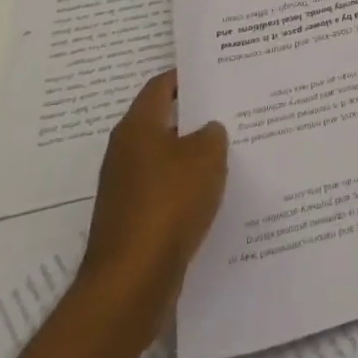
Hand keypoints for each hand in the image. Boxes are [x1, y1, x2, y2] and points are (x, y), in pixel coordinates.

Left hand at [77, 70, 228, 321]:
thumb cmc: (168, 204)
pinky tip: (215, 193)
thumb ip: (213, 134)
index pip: (161, 85)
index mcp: (137, 127)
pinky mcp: (132, 223)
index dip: (188, 76)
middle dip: (196, 116)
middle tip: (232, 109)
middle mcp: (125, 153)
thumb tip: (208, 131)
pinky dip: (187, 189)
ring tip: (232, 150)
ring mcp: (126, 190)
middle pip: (164, 122)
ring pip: (166, 160)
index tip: (218, 72)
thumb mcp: (207, 155)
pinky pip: (165, 193)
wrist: (131, 285)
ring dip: (194, 156)